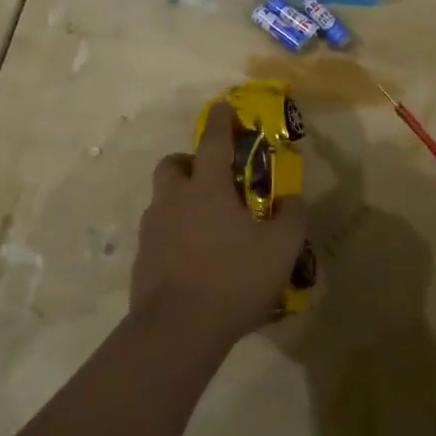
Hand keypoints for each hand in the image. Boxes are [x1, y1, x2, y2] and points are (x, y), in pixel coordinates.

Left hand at [133, 102, 308, 346]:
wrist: (177, 329)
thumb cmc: (232, 279)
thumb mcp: (280, 249)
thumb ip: (292, 217)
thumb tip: (292, 198)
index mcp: (206, 188)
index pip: (213, 141)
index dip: (221, 120)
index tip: (224, 105)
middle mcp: (174, 199)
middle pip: (173, 165)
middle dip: (189, 162)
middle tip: (212, 180)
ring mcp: (152, 229)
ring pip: (163, 199)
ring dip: (181, 199)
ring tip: (207, 224)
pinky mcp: (142, 258)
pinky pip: (159, 232)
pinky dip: (174, 233)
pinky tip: (193, 257)